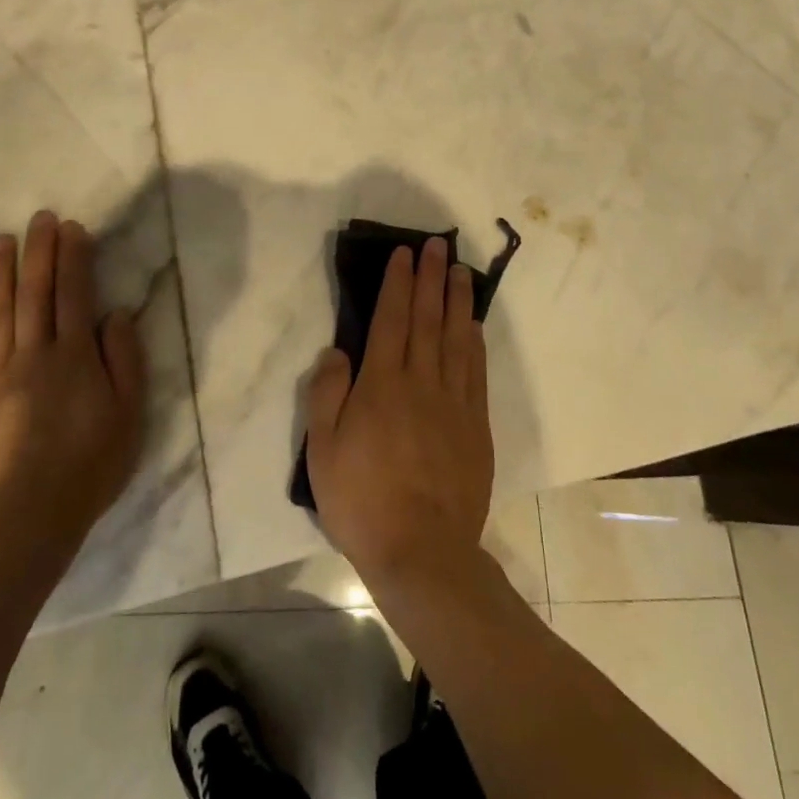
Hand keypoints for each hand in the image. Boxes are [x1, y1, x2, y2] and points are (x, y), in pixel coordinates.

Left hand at [0, 211, 145, 553]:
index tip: (72, 228)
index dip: (74, 258)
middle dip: (39, 252)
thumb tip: (114, 314)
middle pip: (35, 293)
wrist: (24, 519)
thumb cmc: (88, 466)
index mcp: (75, 356)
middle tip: (39, 218)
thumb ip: (124, 360)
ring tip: (0, 239)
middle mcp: (34, 354)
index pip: (75, 294)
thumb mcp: (129, 415)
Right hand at [305, 238, 494, 590]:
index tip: (405, 253)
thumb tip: (338, 351)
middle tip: (438, 246)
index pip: (392, 318)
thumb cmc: (362, 500)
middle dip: (431, 278)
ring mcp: (454, 402)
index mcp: (382, 384)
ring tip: (461, 270)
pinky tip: (473, 324)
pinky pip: (476, 371)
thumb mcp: (323, 450)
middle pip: (427, 318)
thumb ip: (327, 393)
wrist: (422, 552)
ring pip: (456, 338)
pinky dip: (474, 341)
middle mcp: (421, 382)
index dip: (398, 282)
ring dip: (457, 300)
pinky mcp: (476, 425)